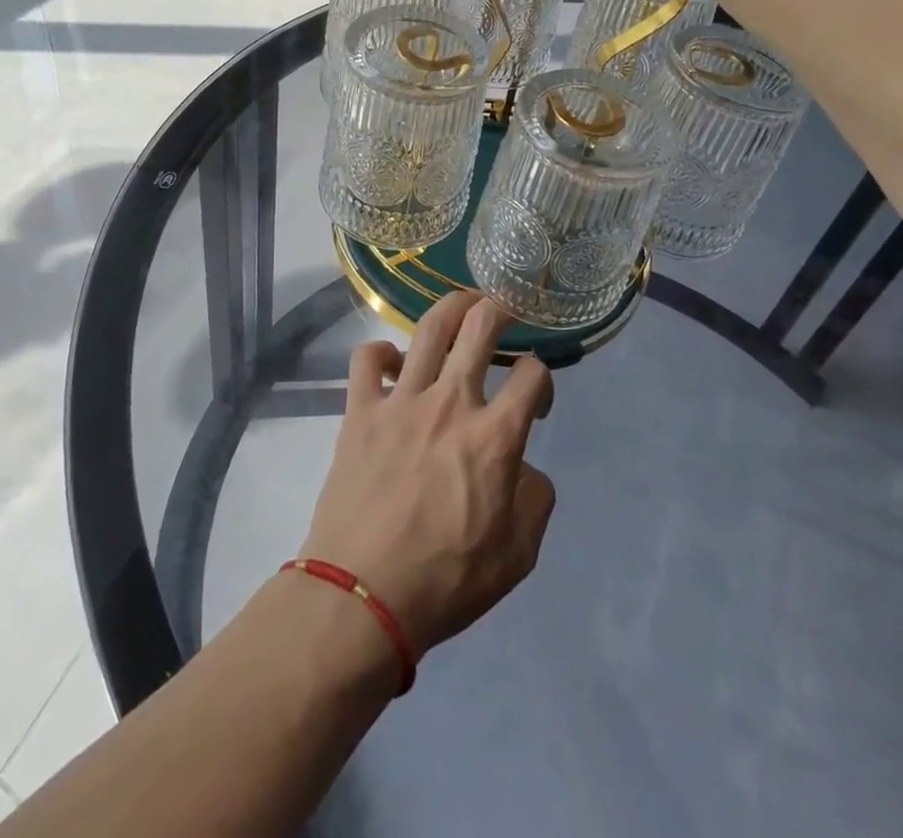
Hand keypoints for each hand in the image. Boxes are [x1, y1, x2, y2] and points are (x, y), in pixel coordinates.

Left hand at [299, 292, 555, 655]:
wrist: (363, 595)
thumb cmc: (446, 581)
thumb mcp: (518, 556)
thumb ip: (534, 499)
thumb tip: (524, 467)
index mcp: (495, 437)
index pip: (533, 376)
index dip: (542, 378)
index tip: (535, 398)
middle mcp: (450, 403)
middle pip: (480, 328)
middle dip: (498, 310)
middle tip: (502, 312)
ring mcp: (401, 401)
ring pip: (428, 329)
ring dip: (450, 308)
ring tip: (461, 307)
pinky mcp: (360, 410)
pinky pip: (366, 358)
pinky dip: (381, 351)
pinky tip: (392, 363)